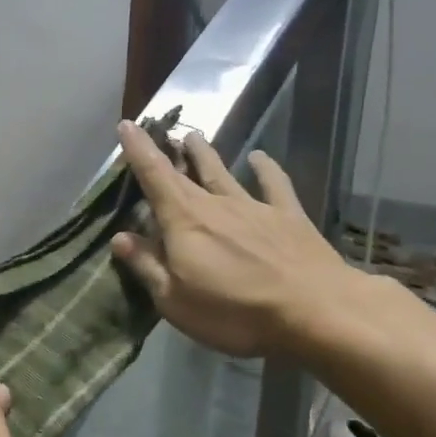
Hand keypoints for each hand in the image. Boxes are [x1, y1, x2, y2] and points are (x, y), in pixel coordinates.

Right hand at [109, 122, 361, 360]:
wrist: (316, 310)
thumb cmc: (236, 311)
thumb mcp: (175, 301)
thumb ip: (147, 266)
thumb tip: (119, 237)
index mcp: (184, 221)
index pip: (154, 176)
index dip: (138, 150)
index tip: (126, 124)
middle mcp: (216, 204)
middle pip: (185, 172)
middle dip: (167, 151)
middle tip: (156, 131)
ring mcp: (254, 207)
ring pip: (223, 172)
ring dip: (206, 154)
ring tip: (194, 137)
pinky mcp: (289, 216)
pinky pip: (274, 184)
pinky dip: (266, 168)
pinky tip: (259, 157)